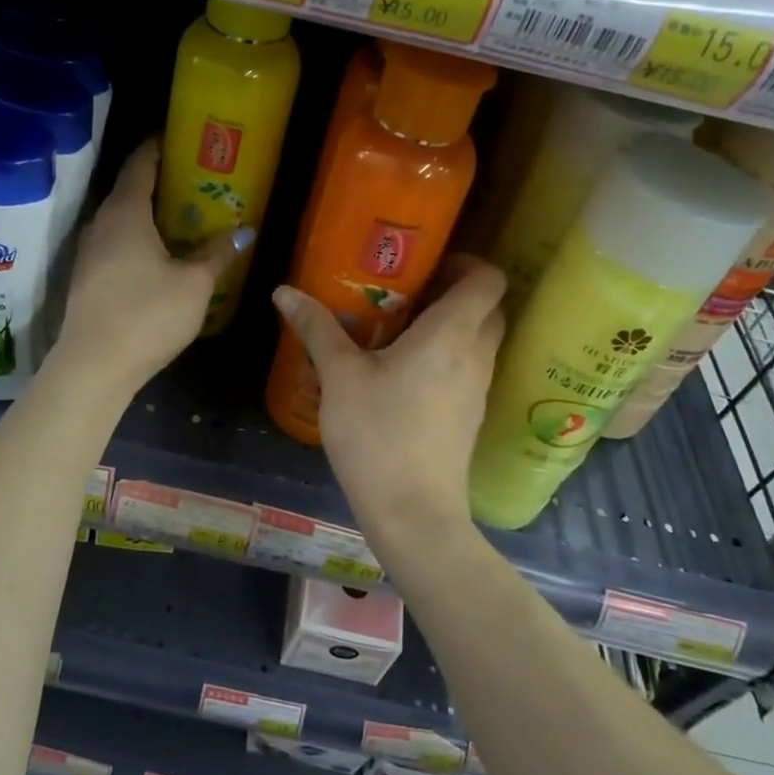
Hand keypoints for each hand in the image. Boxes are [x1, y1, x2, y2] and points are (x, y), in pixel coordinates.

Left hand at [57, 140, 245, 393]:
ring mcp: (89, 251)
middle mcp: (101, 223)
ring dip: (149, 213)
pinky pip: (115, 242)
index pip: (140, 163)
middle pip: (130, 189)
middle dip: (161, 181)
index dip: (159, 145)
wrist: (94, 366)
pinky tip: (160, 254)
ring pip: (122, 219)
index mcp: (125, 212)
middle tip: (195, 179)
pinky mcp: (86, 277)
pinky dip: (138, 237)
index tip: (180, 136)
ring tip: (183, 216)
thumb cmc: (147, 314)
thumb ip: (217, 254)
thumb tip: (243, 231)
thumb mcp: (194, 284)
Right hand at [272, 256, 505, 546]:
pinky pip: (470, 368)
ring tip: (401, 327)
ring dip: (452, 324)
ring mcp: (479, 388)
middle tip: (410, 291)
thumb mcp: (339, 376)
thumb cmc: (377, 433)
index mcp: (452, 333)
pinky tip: (405, 370)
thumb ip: (316, 327)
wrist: (413, 513)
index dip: (467, 261)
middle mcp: (476, 355)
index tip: (429, 264)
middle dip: (456, 291)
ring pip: (480, 339)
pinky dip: (449, 355)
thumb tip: (284, 290)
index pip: (489, 279)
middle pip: (488, 307)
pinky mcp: (471, 416)